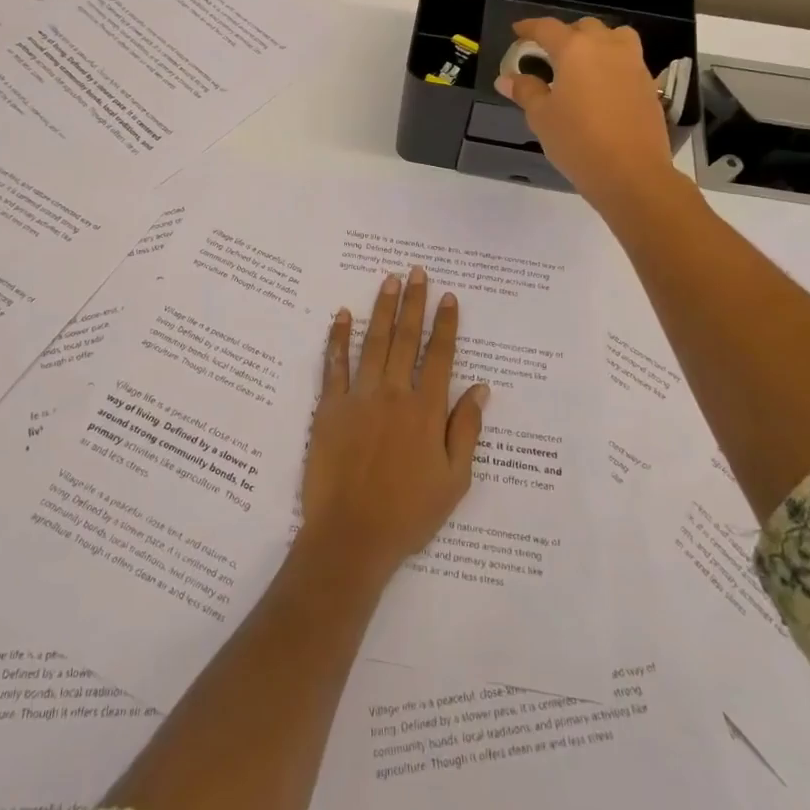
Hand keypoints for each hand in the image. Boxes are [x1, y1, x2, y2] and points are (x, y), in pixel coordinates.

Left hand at [298, 267, 488, 584]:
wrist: (352, 536)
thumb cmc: (410, 513)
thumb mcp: (454, 479)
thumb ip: (466, 429)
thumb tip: (480, 387)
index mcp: (426, 410)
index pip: (439, 355)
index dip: (445, 324)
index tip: (449, 297)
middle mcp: (393, 394)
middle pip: (405, 338)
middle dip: (413, 302)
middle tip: (416, 272)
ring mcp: (358, 398)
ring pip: (373, 342)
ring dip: (381, 309)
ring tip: (388, 280)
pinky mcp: (329, 408)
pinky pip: (333, 365)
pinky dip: (338, 338)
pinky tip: (342, 315)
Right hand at [496, 17, 676, 211]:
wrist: (631, 171)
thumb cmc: (578, 141)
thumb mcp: (541, 117)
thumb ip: (525, 91)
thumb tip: (507, 78)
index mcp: (575, 50)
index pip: (547, 28)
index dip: (529, 27)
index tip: (518, 31)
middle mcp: (606, 47)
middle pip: (584, 27)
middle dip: (564, 34)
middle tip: (549, 53)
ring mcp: (633, 63)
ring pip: (614, 37)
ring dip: (595, 42)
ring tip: (582, 63)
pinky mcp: (648, 83)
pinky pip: (628, 59)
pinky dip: (612, 62)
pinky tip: (602, 86)